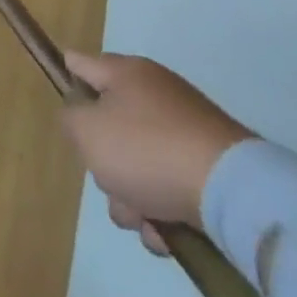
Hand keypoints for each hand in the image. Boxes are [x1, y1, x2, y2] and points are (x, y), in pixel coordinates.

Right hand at [59, 52, 254, 253]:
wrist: (232, 193)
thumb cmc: (147, 150)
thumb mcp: (87, 131)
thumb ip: (69, 118)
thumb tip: (81, 117)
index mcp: (126, 73)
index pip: (81, 64)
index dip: (67, 79)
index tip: (64, 106)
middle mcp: (156, 94)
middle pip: (109, 126)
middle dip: (103, 162)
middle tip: (109, 180)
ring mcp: (186, 132)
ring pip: (137, 164)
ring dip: (130, 196)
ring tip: (144, 218)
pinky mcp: (209, 168)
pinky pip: (169, 186)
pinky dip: (162, 210)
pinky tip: (166, 233)